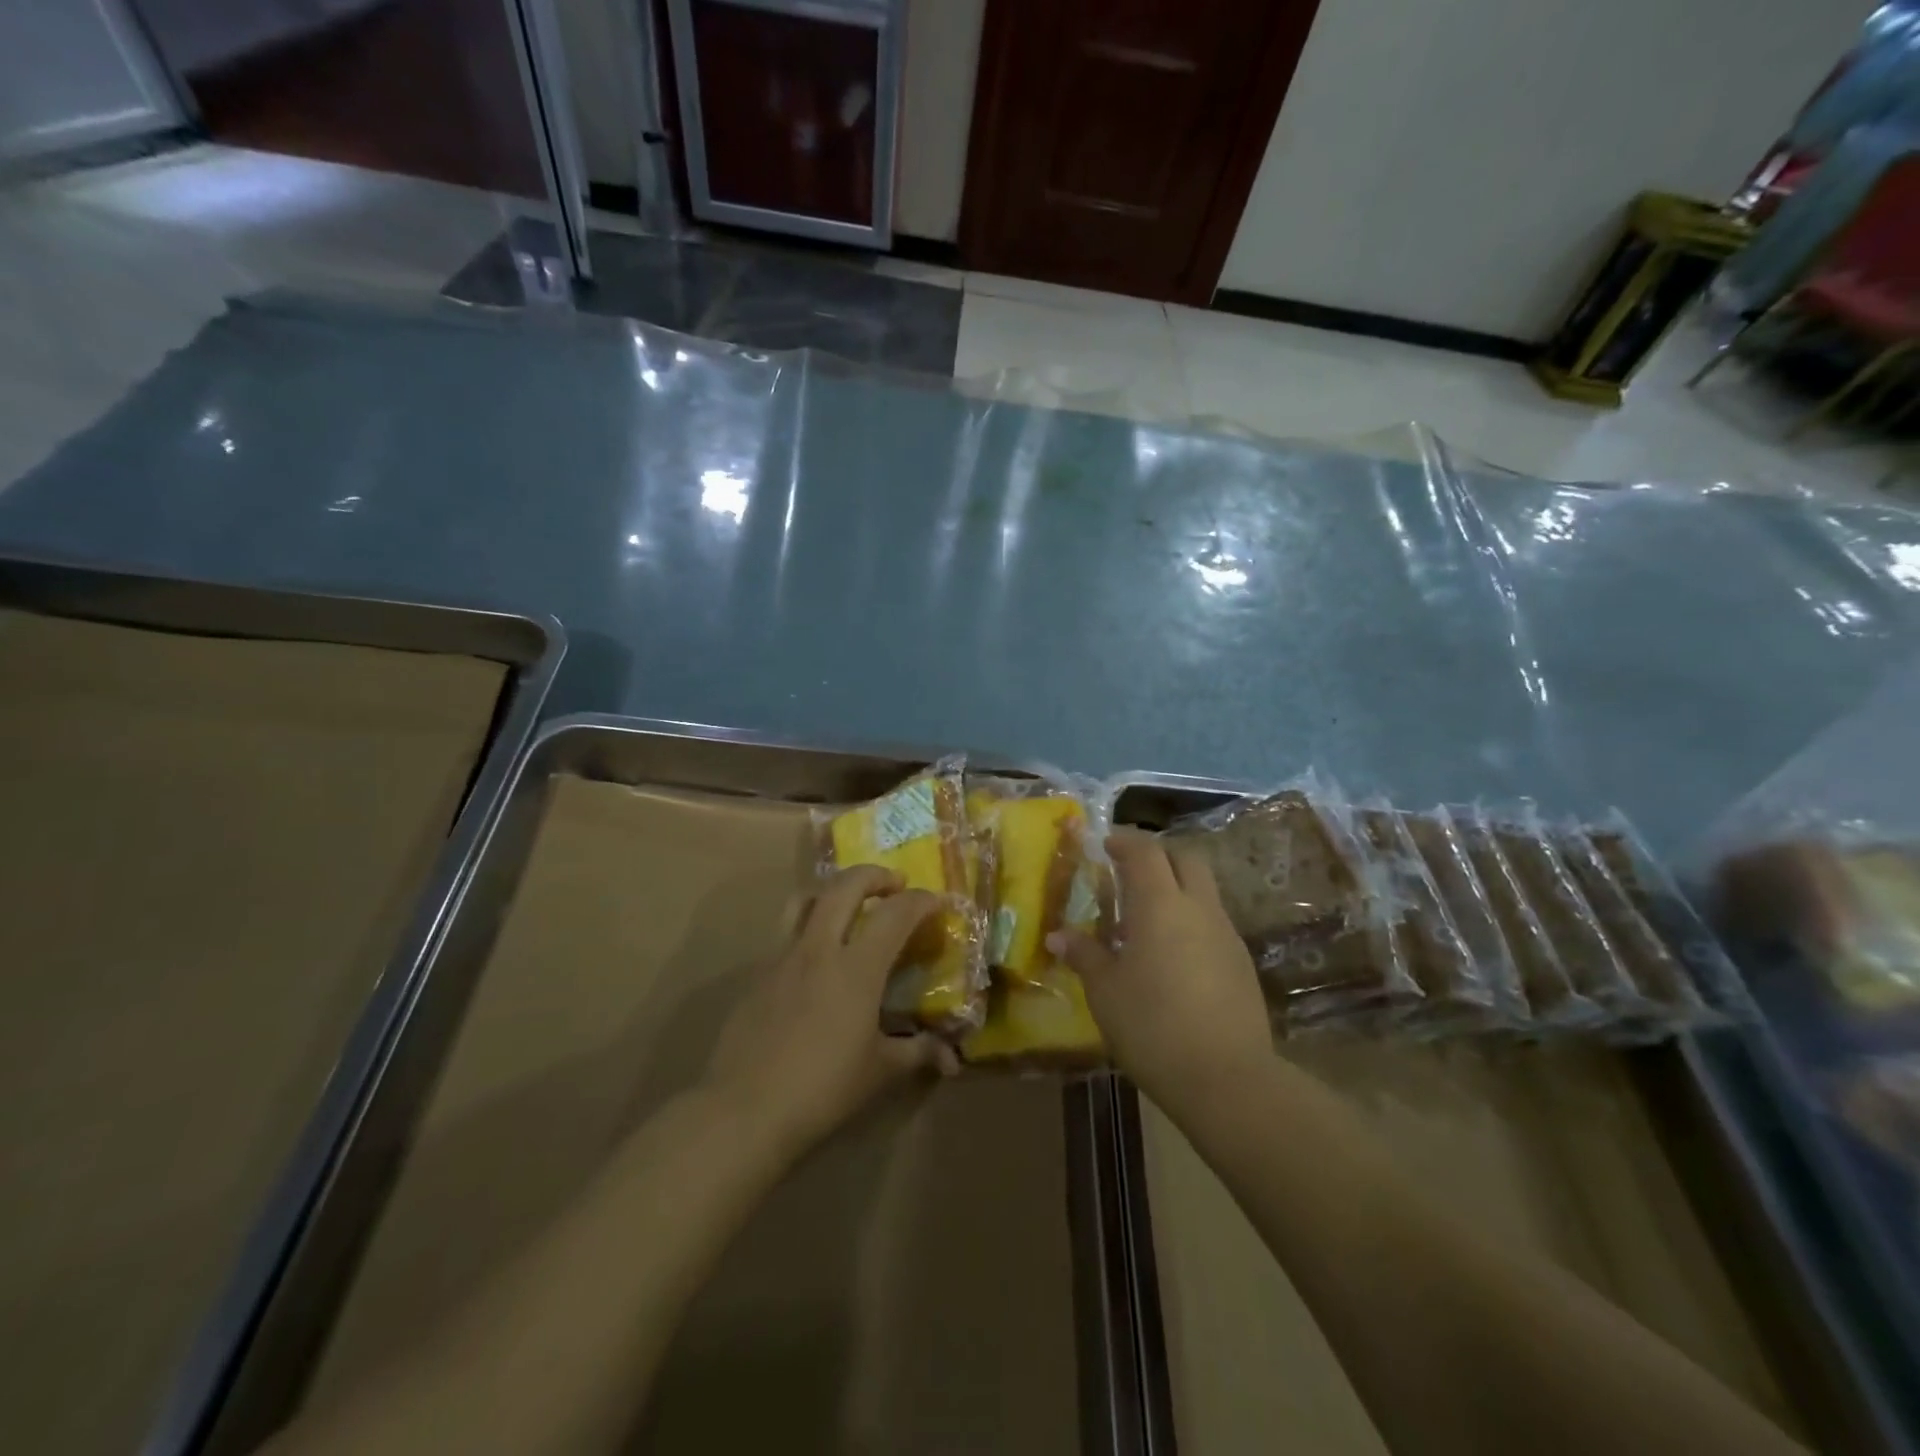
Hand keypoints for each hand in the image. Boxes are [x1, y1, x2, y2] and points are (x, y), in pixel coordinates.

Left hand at [705, 865, 958, 1154]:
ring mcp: (782, 958)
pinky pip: (786, 934)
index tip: (937, 903)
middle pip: (845, 886)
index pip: (895, 913)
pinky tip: (816, 963)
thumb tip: (951, 1058)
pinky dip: (808, 929)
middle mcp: (819, 949)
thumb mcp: (880, 1071)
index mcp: (856, 967)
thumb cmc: (823, 1088)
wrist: (745, 1109)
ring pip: (806, 900)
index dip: (921, 901)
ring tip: (849, 906)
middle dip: (874, 875)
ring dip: (833, 891)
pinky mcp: (757, 975)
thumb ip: (917, 1053)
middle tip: (894, 885)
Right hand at [1051, 829, 1272, 1118]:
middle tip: (1128, 873)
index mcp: (1160, 904)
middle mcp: (1198, 907)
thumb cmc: (1152, 1025)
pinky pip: (1213, 922)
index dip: (1124, 840)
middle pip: (1184, 857)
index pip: (1145, 850)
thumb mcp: (1105, 991)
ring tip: (1145, 920)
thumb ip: (1084, 955)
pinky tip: (1172, 956)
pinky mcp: (1242, 962)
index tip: (1105, 844)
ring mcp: (1226, 933)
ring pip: (1203, 890)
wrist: (1227, 1077)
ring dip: (1175, 889)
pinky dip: (1190, 921)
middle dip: (1157, 855)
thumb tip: (1058, 936)